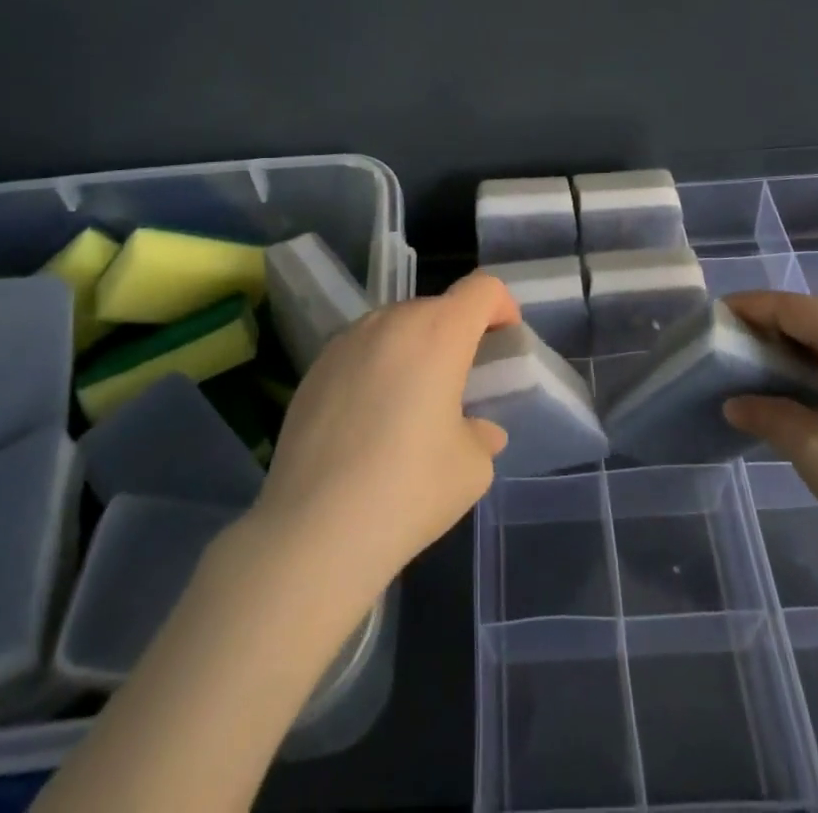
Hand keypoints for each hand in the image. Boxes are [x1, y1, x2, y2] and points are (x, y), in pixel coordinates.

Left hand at [253, 272, 514, 591]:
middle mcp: (391, 321)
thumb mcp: (472, 468)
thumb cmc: (409, 489)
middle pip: (437, 308)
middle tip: (460, 385)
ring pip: (395, 328)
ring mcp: (346, 340)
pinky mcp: (314, 367)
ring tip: (411, 405)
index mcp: (439, 332)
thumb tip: (477, 431)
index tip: (504, 343)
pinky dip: (376, 369)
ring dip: (414, 350)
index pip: (482, 289)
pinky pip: (360, 352)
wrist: (313, 529)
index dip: (501, 307)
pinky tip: (368, 422)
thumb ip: (481, 435)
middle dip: (456, 335)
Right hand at [721, 293, 817, 590]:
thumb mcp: (812, 450)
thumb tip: (733, 403)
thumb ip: (768, 414)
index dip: (753, 308)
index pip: (796, 308)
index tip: (717, 315)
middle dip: (774, 325)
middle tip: (734, 342)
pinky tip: (807, 387)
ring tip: (762, 363)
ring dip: (802, 345)